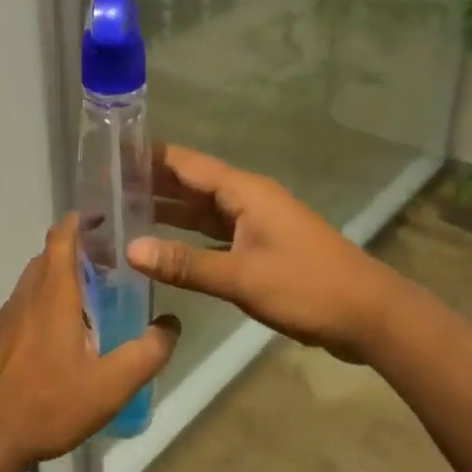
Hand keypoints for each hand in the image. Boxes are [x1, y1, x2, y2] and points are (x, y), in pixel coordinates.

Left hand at [0, 216, 179, 471]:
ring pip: (34, 281)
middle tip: (110, 265)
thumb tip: (171, 324)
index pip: (62, 238)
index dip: (81, 221)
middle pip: (49, 256)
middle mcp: (26, 296)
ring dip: (60, 277)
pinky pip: (23, 305)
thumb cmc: (48, 404)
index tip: (104, 218)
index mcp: (53, 295)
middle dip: (78, 251)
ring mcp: (5, 317)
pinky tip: (60, 336)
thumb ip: (147, 353)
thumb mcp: (111, 385)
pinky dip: (44, 302)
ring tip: (90, 300)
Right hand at [127, 145, 393, 362]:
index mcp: (244, 192)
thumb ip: (185, 264)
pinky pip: (213, 235)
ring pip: (201, 211)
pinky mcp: (260, 249)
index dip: (147, 158)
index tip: (108, 155)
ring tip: (120, 214)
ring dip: (166, 212)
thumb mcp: (242, 277)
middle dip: (149, 184)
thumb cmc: (308, 287)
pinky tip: (162, 249)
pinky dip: (187, 239)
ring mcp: (255, 224)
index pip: (185, 163)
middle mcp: (247, 200)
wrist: (369, 316)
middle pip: (190, 184)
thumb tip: (130, 249)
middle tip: (102, 190)